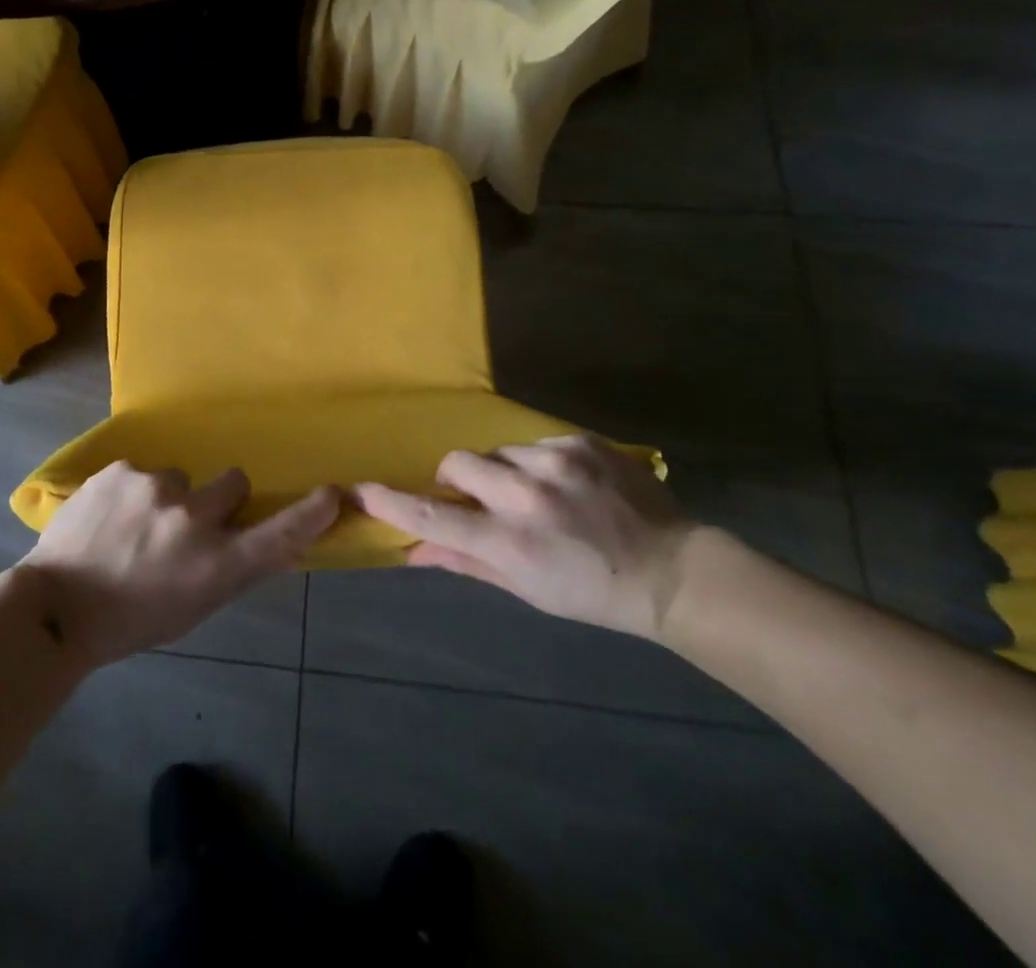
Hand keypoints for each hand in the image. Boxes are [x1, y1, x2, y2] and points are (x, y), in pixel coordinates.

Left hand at [18, 462, 340, 667]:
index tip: (332, 493)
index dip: (309, 514)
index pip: (277, 535)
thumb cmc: (130, 620)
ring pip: (180, 477)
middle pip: (233, 482)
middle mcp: (192, 518)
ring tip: (131, 526)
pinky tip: (107, 516)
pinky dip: (132, 491)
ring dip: (167, 497)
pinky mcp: (121, 470)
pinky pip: (142, 472)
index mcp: (214, 565)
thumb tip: (252, 537)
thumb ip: (226, 567)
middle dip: (218, 499)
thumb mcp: (191, 606)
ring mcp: (154, 487)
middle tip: (187, 522)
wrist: (55, 606)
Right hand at [353, 436, 702, 639]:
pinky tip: (566, 484)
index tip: (361, 489)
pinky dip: (537, 462)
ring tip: (535, 494)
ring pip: (497, 450)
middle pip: (457, 463)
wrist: (674, 570)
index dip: (393, 502)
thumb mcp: (526, 589)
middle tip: (480, 499)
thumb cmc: (591, 592)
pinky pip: (534, 442)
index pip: (434, 516)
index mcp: (511, 542)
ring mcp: (557, 462)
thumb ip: (465, 562)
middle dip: (457, 478)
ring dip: (502, 471)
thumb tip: (412, 549)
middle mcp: (528, 496)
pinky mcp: (581, 441)